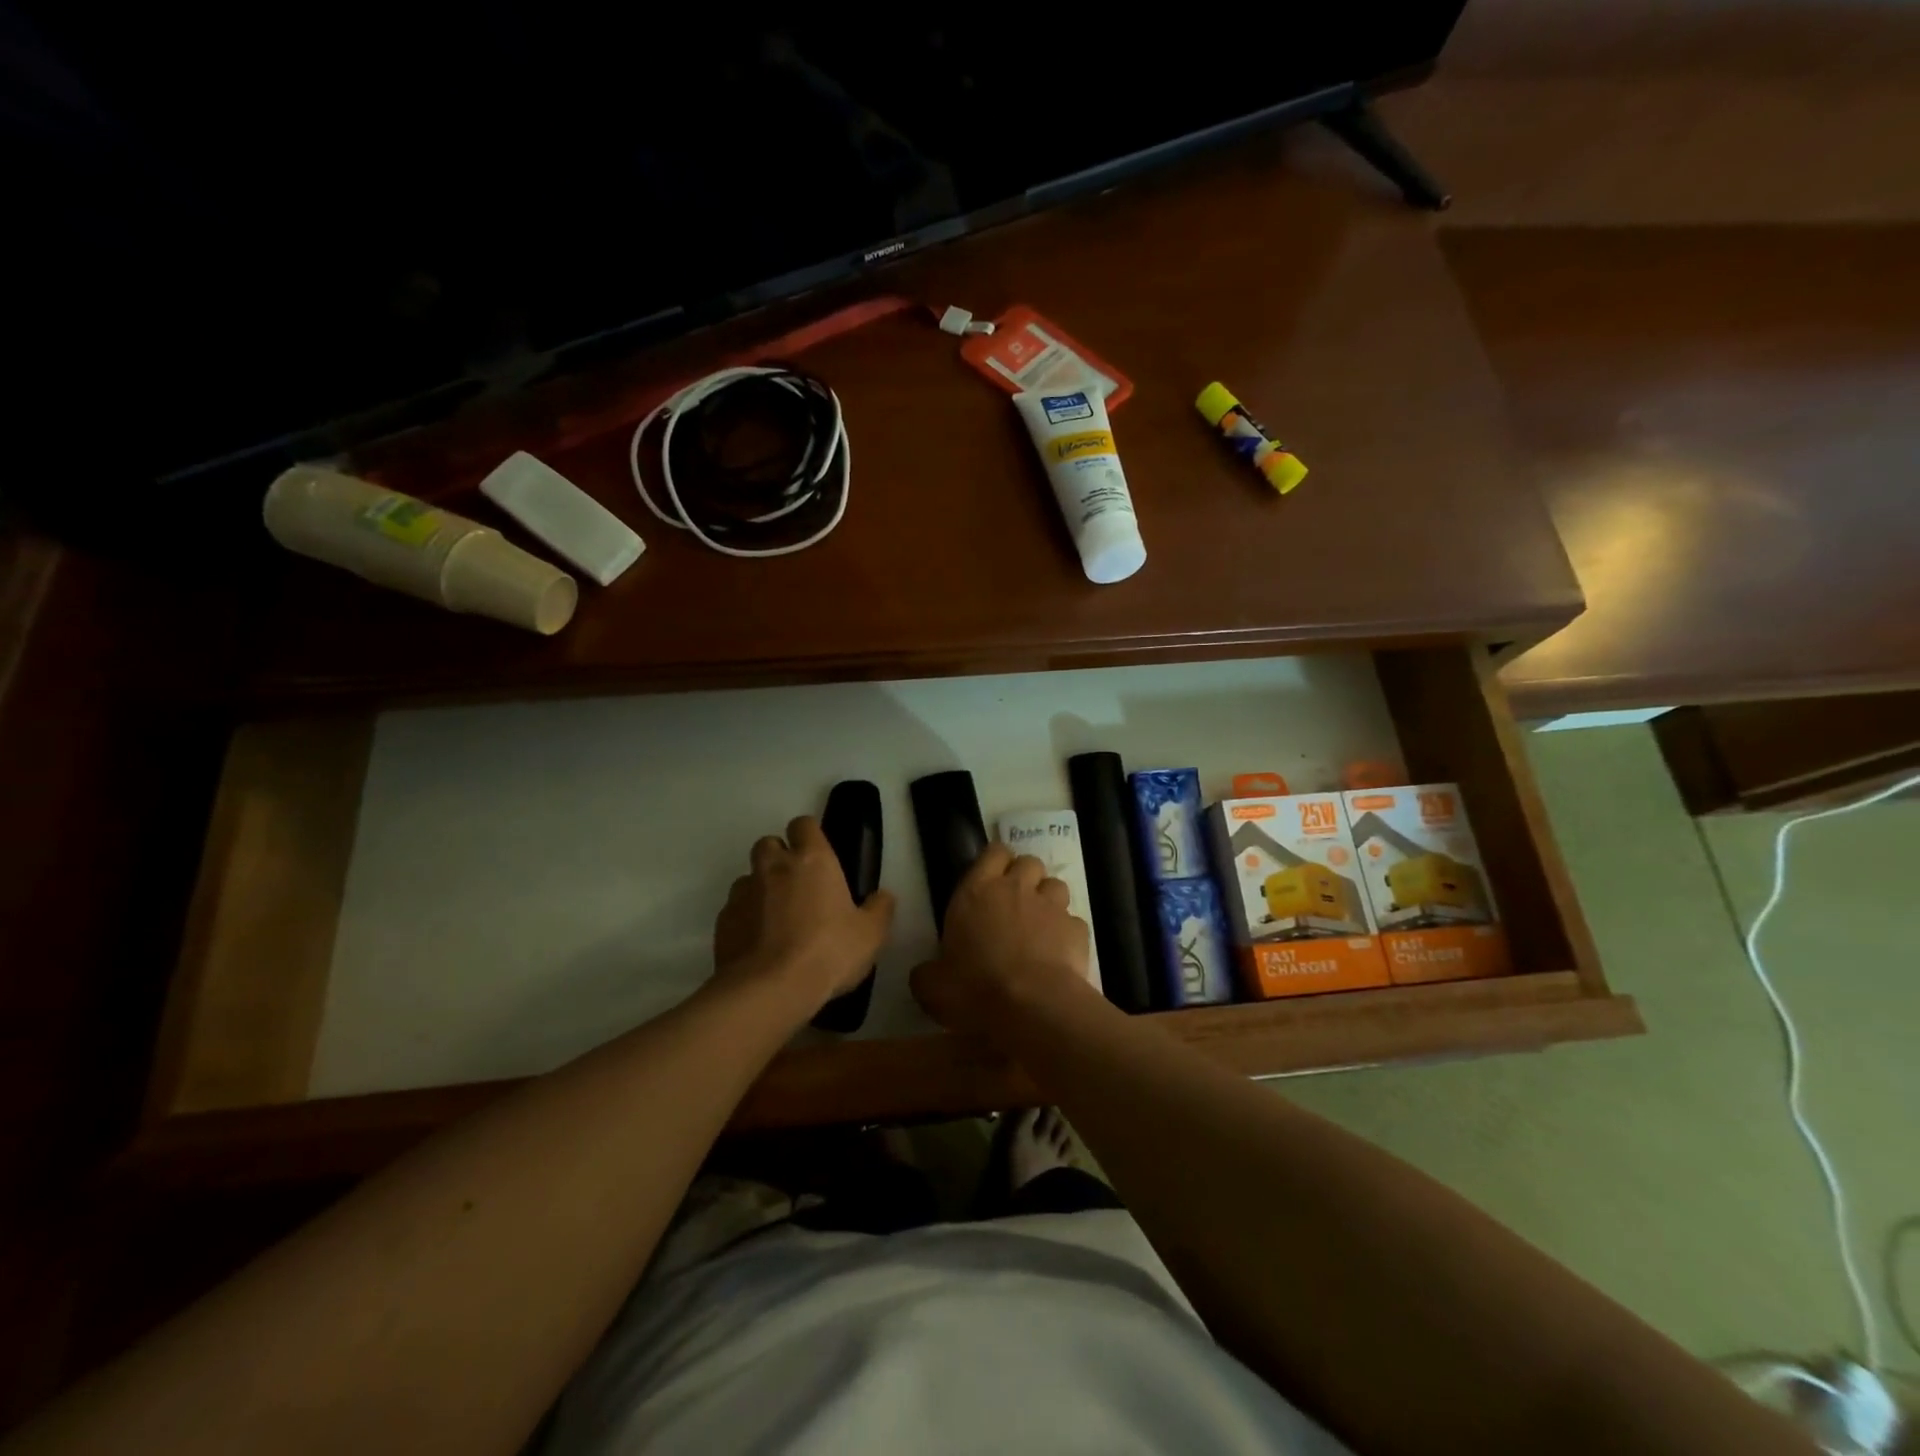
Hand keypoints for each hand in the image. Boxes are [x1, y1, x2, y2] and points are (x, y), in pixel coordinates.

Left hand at [713, 816, 895, 1015]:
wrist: (770, 990)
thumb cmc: (827, 952)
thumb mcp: (871, 934)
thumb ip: (880, 909)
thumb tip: (883, 896)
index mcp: (812, 860)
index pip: (803, 824)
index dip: (809, 835)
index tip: (818, 855)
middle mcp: (774, 867)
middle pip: (768, 843)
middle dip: (779, 857)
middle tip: (797, 885)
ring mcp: (743, 893)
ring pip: (748, 877)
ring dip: (760, 888)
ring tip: (776, 919)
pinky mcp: (723, 921)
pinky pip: (734, 909)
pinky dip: (745, 919)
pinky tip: (759, 944)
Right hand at [911, 843, 1094, 1035]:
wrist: (1033, 1007)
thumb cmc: (976, 989)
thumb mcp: (933, 987)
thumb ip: (927, 973)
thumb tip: (924, 974)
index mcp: (977, 892)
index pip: (993, 853)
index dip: (995, 861)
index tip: (991, 879)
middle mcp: (1017, 889)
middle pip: (1029, 862)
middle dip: (1024, 876)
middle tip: (1015, 902)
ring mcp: (1051, 907)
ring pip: (1056, 885)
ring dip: (1048, 899)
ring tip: (1040, 925)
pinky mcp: (1078, 929)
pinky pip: (1073, 921)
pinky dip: (1067, 932)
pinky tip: (1059, 953)